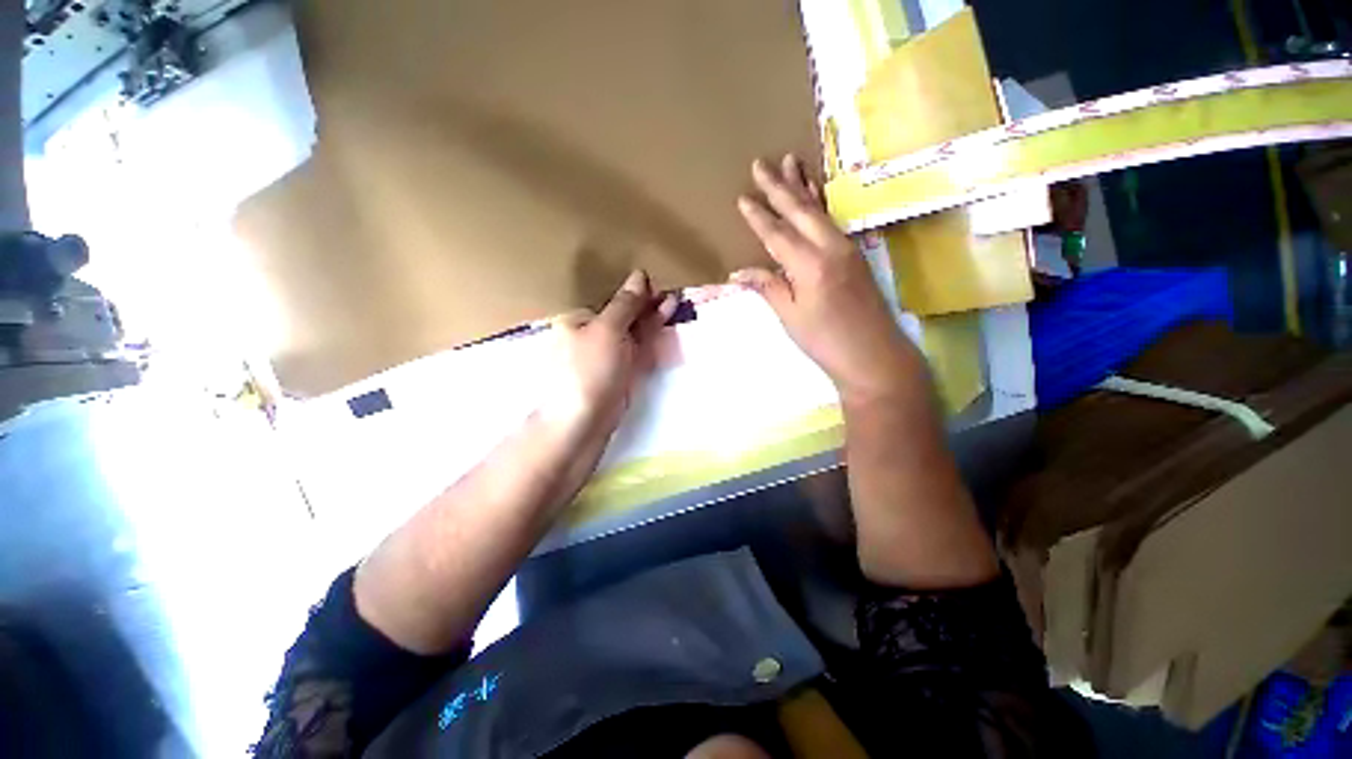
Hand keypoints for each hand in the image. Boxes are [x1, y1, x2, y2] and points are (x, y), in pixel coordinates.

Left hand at [543, 270, 676, 430]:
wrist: (585, 421)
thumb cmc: (590, 370)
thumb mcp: (608, 330)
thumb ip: (626, 304)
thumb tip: (639, 275)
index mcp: (580, 320)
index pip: (611, 300)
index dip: (634, 291)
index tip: (656, 285)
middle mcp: (593, 335)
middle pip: (624, 315)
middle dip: (646, 305)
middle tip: (671, 293)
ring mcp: (609, 355)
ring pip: (634, 332)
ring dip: (652, 319)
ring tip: (673, 302)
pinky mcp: (622, 372)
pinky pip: (638, 350)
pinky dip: (652, 339)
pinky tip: (665, 328)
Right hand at [734, 156, 916, 403]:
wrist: (874, 355)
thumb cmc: (825, 341)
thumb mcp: (790, 317)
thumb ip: (768, 287)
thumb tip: (739, 272)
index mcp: (809, 265)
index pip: (777, 233)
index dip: (758, 216)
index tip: (743, 197)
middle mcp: (830, 247)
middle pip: (800, 211)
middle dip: (779, 186)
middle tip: (761, 163)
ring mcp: (847, 248)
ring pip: (819, 210)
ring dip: (803, 186)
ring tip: (790, 161)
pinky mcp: (855, 254)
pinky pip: (832, 221)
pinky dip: (820, 204)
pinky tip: (816, 194)